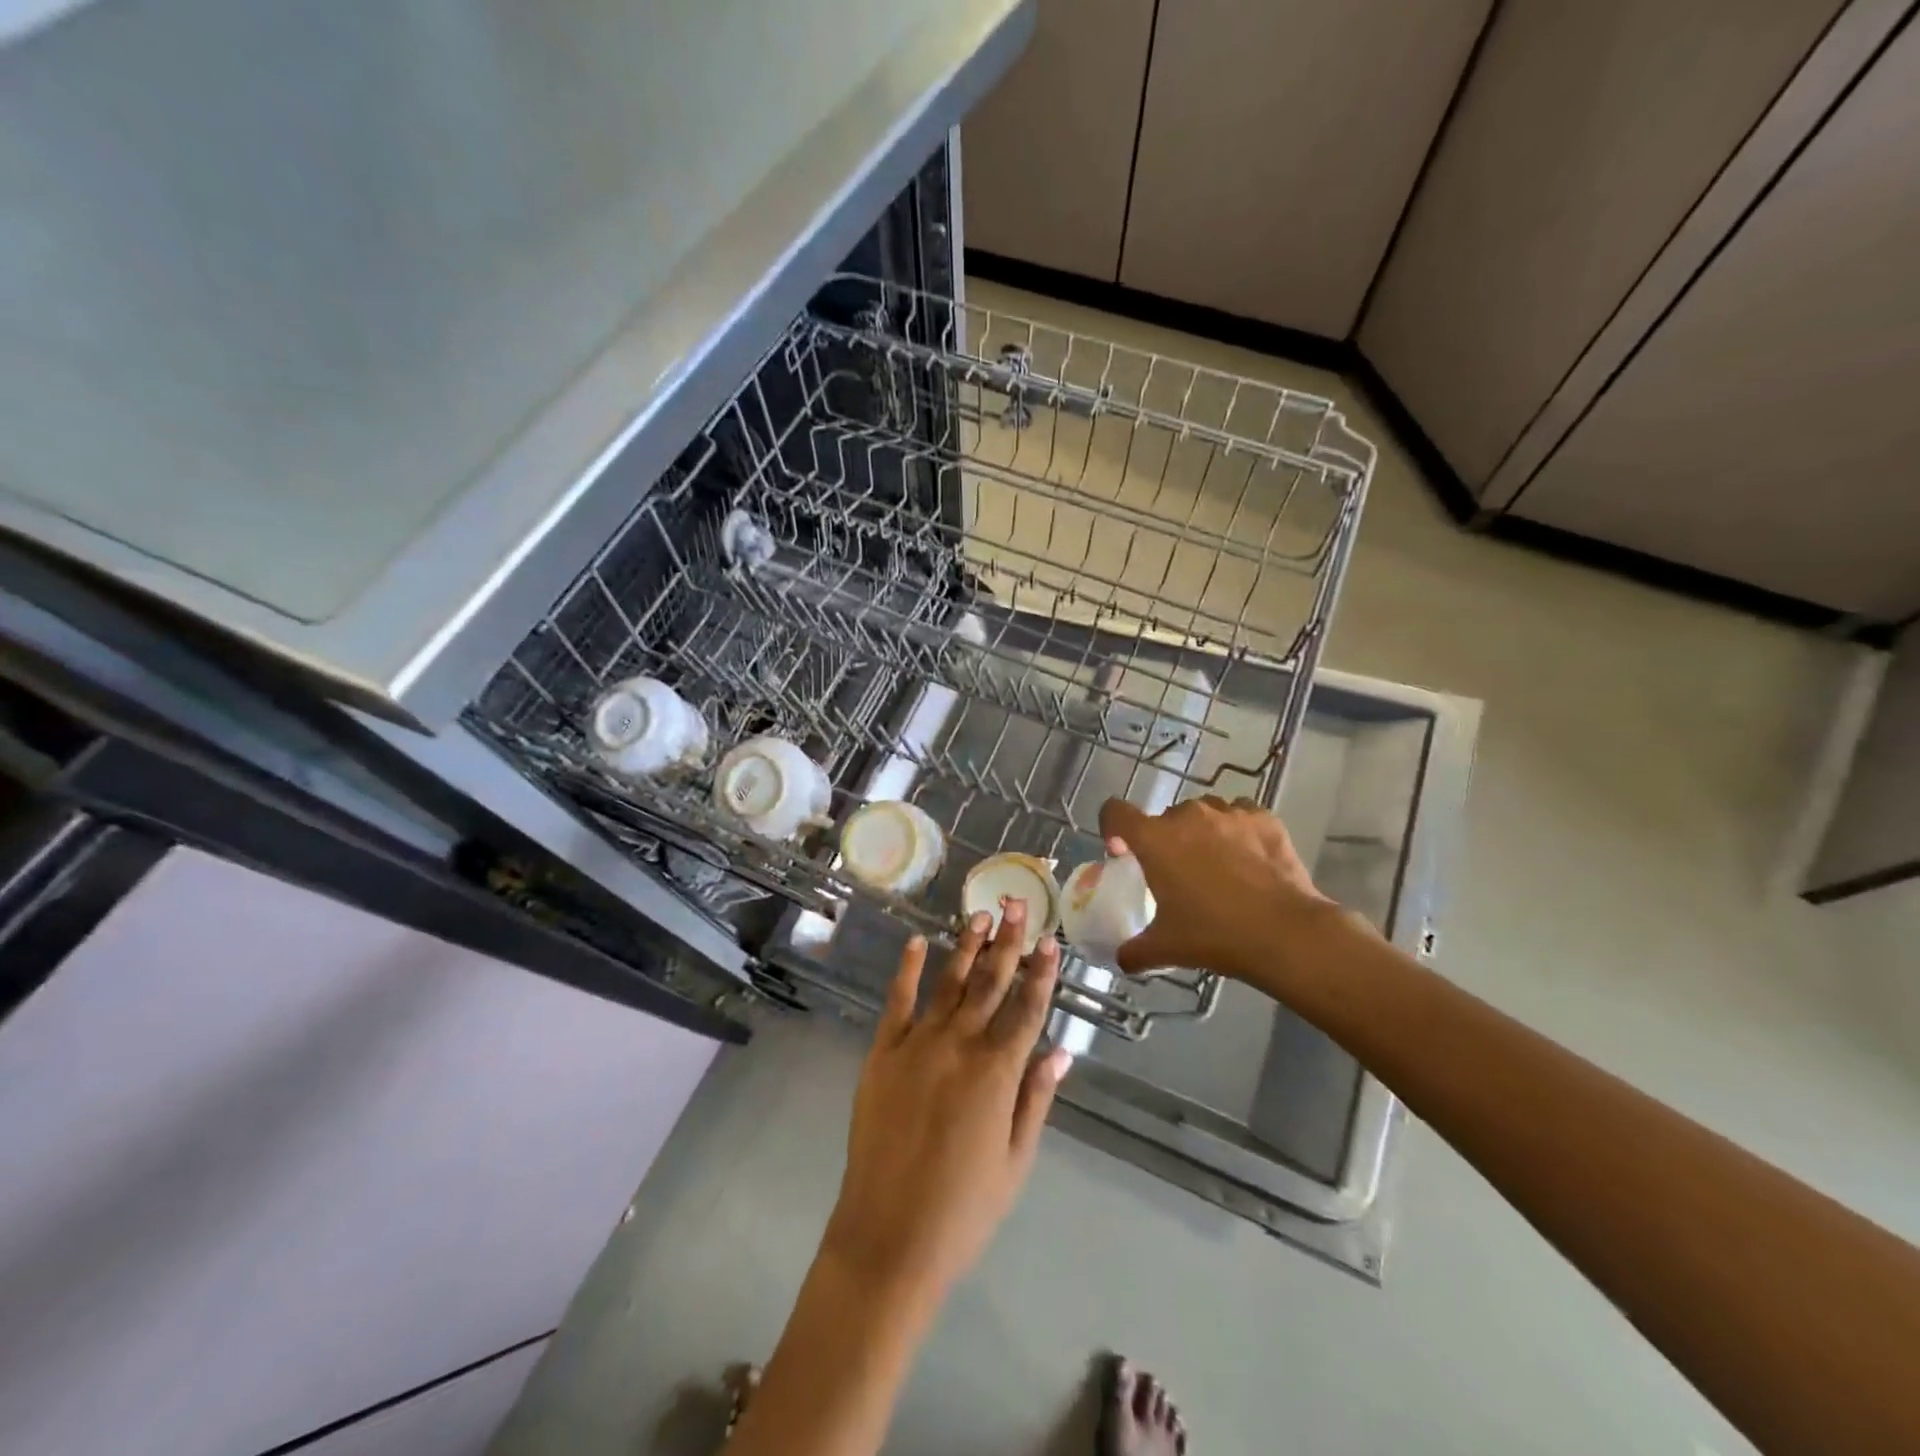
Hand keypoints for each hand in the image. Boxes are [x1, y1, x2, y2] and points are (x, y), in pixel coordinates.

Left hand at [821, 903, 1070, 1306]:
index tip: (1050, 940)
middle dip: (1006, 942)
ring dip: (965, 947)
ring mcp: (917, 1045)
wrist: (888, 1236)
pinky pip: (897, 1002)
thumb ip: (1036, 1099)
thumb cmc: (963, 1208)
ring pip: (949, 984)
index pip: (1026, 1009)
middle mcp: (959, 1046)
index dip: (1041, 973)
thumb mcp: (1015, 1161)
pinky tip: (915, 942)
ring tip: (979, 915)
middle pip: (989, 983)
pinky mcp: (882, 1054)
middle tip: (1016, 903)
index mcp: (997, 1073)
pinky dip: (907, 970)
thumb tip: (1062, 1053)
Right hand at [1099, 796, 1338, 988]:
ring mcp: (1228, 813)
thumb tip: (1123, 959)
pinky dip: (1237, 832)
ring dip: (1202, 834)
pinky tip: (1249, 861)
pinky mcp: (1263, 818)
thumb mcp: (1166, 948)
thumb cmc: (1215, 935)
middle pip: (1164, 819)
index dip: (1113, 828)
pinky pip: (1239, 816)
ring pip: (1203, 814)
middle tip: (1178, 875)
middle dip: (1166, 841)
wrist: (1286, 933)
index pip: (1115, 812)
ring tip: (1218, 868)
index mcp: (1154, 839)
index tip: (1123, 851)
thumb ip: (1135, 951)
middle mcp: (1187, 816)